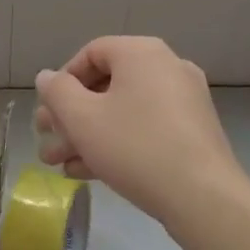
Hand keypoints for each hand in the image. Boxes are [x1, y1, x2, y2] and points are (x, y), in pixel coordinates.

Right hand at [35, 36, 247, 221]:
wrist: (203, 197)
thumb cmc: (135, 147)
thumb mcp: (82, 118)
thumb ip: (57, 92)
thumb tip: (47, 77)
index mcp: (141, 52)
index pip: (91, 53)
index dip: (62, 81)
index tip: (48, 111)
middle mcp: (166, 67)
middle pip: (106, 84)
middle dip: (70, 115)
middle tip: (46, 138)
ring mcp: (184, 100)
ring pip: (123, 110)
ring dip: (88, 134)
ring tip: (59, 163)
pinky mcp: (192, 132)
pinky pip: (145, 128)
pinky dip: (117, 143)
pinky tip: (87, 172)